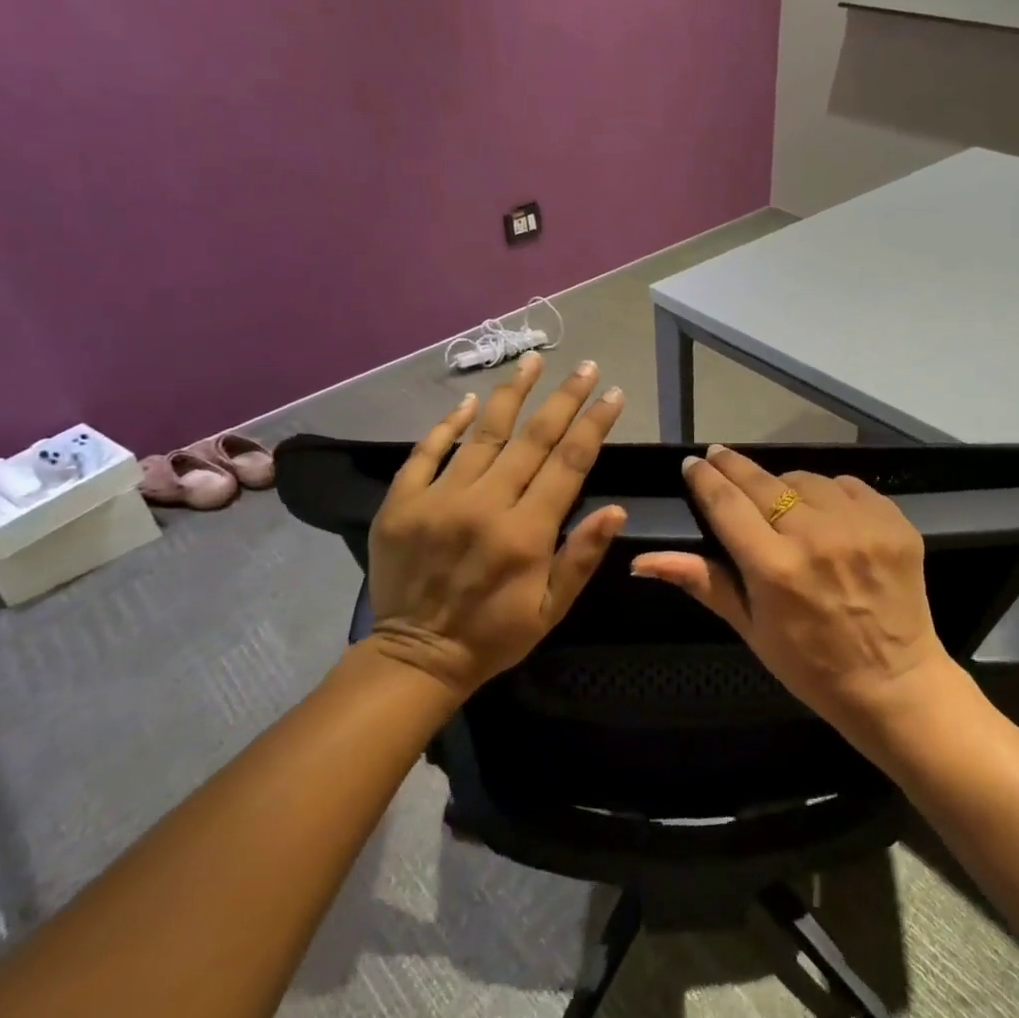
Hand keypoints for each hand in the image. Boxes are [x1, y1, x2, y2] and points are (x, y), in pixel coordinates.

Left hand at [364, 352, 625, 696]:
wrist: (416, 656)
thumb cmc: (494, 635)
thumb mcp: (552, 609)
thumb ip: (582, 557)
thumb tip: (616, 509)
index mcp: (526, 533)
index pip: (569, 463)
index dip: (594, 424)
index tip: (612, 394)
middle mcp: (485, 505)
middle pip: (532, 437)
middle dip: (563, 398)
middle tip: (584, 365)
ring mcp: (439, 498)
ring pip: (483, 433)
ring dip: (512, 393)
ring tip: (532, 361)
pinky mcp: (402, 501)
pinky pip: (426, 451)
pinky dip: (448, 423)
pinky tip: (469, 400)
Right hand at [630, 445, 955, 737]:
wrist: (894, 682)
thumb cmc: (810, 665)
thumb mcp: (749, 628)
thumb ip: (701, 581)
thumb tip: (641, 560)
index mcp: (774, 569)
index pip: (727, 505)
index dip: (705, 480)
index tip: (692, 463)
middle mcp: (817, 537)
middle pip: (763, 483)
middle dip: (733, 466)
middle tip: (717, 456)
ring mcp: (861, 526)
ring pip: (806, 479)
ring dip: (784, 484)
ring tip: (777, 498)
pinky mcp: (894, 522)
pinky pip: (848, 486)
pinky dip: (829, 493)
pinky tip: (823, 511)